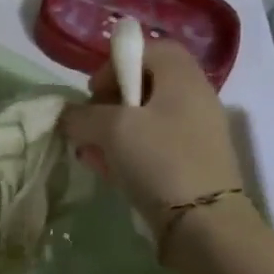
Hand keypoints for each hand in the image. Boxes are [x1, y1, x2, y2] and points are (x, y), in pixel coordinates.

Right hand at [61, 40, 243, 225]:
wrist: (205, 224)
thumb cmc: (159, 160)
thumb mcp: (111, 129)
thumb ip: (82, 115)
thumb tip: (68, 116)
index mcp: (182, 78)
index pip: (149, 48)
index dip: (116, 63)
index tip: (94, 91)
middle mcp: (194, 98)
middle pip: (145, 84)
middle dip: (110, 102)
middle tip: (90, 124)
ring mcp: (197, 132)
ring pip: (146, 118)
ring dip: (114, 131)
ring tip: (93, 153)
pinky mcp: (193, 162)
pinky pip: (154, 145)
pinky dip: (130, 153)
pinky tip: (110, 173)